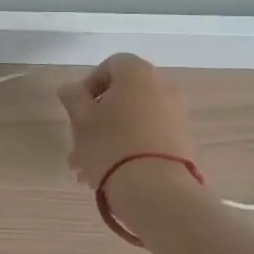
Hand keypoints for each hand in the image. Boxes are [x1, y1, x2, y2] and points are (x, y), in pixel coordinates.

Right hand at [56, 53, 197, 188]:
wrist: (156, 189)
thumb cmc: (111, 144)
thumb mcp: (81, 119)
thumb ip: (73, 98)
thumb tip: (70, 88)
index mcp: (137, 73)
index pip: (111, 65)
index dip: (90, 84)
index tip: (77, 108)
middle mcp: (163, 87)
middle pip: (124, 94)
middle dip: (99, 115)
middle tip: (79, 140)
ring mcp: (177, 115)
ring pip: (135, 118)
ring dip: (112, 135)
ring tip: (89, 166)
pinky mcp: (184, 142)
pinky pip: (150, 136)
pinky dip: (132, 146)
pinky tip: (113, 172)